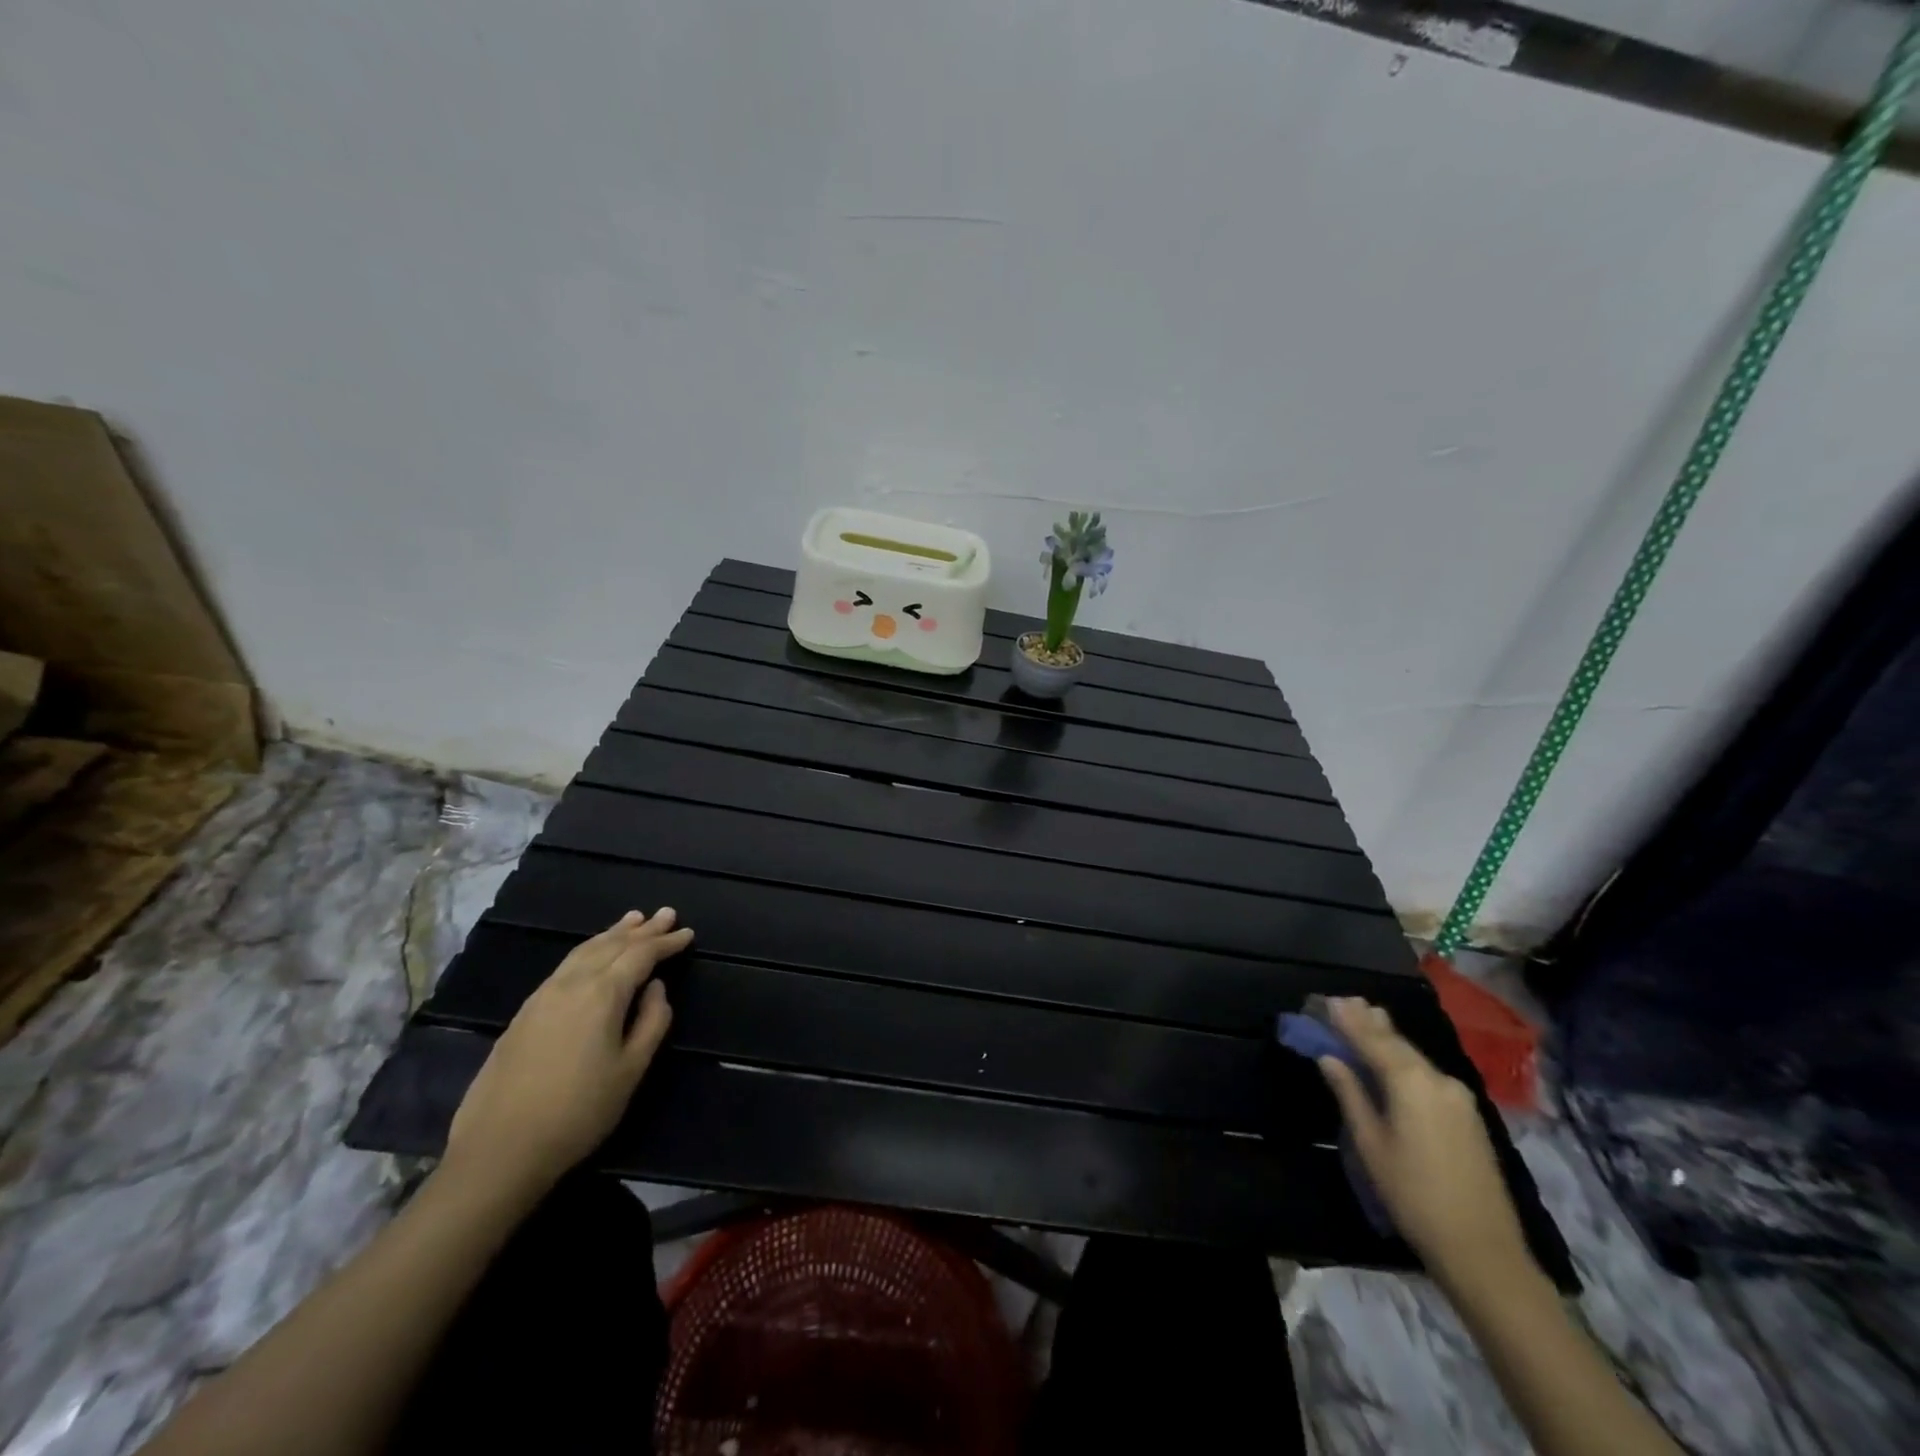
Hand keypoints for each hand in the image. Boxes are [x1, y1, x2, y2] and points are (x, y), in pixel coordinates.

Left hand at [442, 909, 692, 1200]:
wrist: (500, 1150)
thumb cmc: (579, 1112)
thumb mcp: (632, 1070)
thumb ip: (652, 1021)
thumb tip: (655, 988)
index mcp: (602, 994)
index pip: (641, 955)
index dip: (666, 942)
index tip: (687, 932)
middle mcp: (572, 984)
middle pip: (612, 945)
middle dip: (642, 929)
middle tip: (666, 913)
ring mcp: (543, 996)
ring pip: (584, 951)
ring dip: (612, 934)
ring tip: (632, 920)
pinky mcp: (524, 1013)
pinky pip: (566, 965)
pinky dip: (588, 950)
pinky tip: (593, 954)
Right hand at [1317, 998, 1533, 1291]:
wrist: (1483, 1250)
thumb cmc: (1414, 1195)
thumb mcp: (1371, 1144)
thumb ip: (1351, 1094)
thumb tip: (1330, 1058)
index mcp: (1411, 1082)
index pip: (1372, 1040)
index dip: (1348, 1020)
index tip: (1328, 1000)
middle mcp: (1438, 1080)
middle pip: (1397, 1043)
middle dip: (1370, 1022)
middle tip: (1345, 1001)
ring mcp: (1459, 1098)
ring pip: (1415, 1058)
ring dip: (1388, 1039)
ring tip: (1366, 1018)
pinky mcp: (1468, 1116)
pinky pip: (1428, 1075)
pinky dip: (1405, 1060)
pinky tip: (1393, 1058)